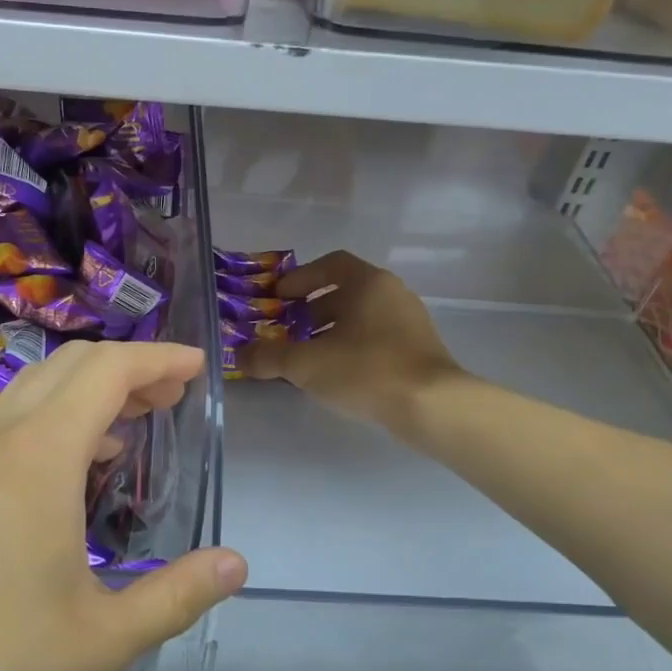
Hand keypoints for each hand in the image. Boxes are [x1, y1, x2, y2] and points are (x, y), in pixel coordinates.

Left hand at [0, 341, 245, 670]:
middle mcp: (0, 439)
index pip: (109, 371)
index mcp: (41, 456)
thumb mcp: (101, 640)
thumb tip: (236, 564)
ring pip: (35, 389)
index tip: (198, 367)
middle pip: (71, 365)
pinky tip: (74, 467)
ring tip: (133, 424)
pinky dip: (55, 417)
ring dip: (89, 390)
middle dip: (129, 367)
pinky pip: (11, 421)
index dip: (159, 358)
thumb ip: (177, 596)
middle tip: (172, 396)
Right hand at [241, 250, 461, 429]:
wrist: (432, 406)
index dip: (300, 278)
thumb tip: (239, 356)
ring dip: (332, 330)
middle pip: (345, 292)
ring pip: (362, 317)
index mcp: (368, 283)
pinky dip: (352, 347)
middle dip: (312, 309)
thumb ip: (268, 356)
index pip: (330, 264)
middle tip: (287, 329)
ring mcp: (410, 321)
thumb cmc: (366, 370)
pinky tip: (338, 374)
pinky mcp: (419, 349)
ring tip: (308, 356)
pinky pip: (377, 338)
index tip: (279, 296)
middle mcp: (392, 293)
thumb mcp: (305, 364)